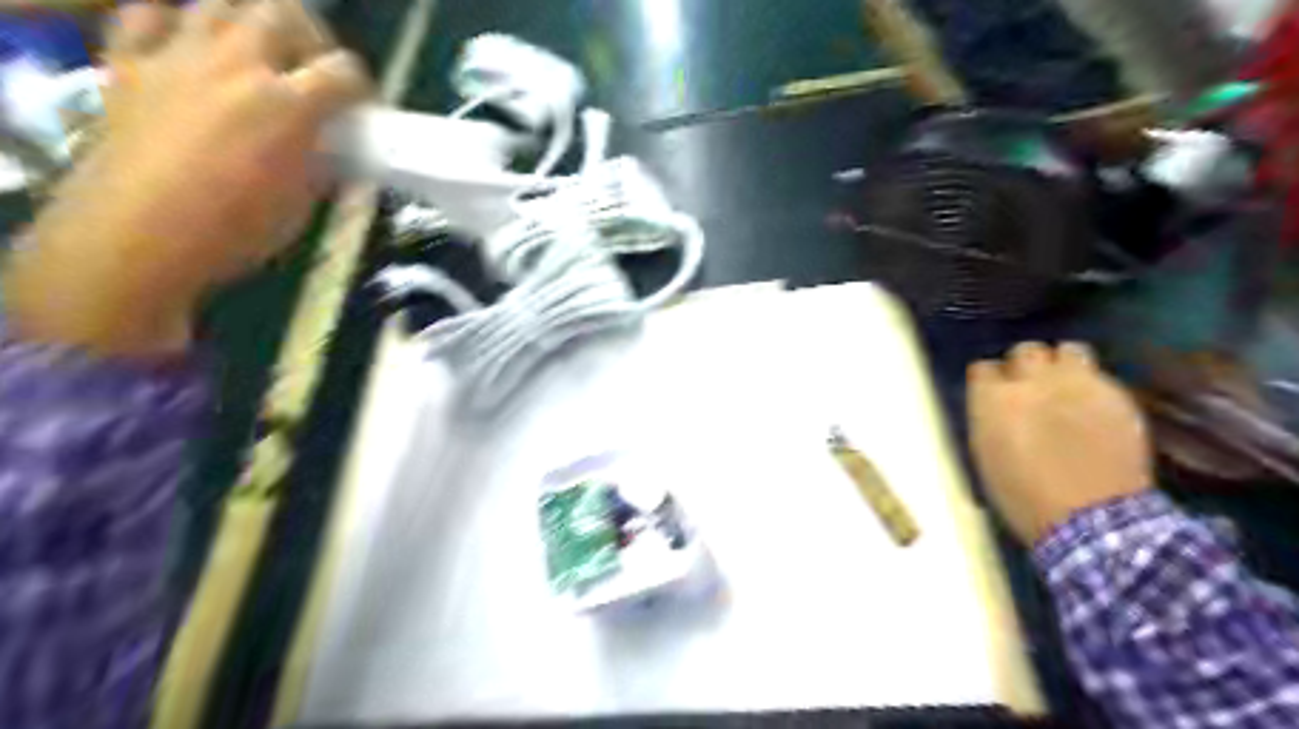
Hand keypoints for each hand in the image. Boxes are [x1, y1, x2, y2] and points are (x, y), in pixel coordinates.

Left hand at [2, 1, 369, 354]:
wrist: (140, 236)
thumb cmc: (237, 230)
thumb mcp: (301, 202)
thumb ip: (320, 162)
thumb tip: (332, 150)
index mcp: (289, 106)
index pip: (343, 72)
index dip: (361, 87)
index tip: (362, 107)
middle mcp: (237, 65)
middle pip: (282, 13)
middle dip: (310, 37)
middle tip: (313, 67)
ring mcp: (178, 57)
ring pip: (218, 3)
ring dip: (248, 22)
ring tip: (257, 55)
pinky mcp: (128, 63)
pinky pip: (147, 16)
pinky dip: (173, 23)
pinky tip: (188, 48)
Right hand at [964, 344, 1157, 544]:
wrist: (1092, 519)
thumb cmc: (1024, 496)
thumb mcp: (987, 455)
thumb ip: (988, 418)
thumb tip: (994, 404)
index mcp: (993, 399)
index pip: (982, 369)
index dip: (989, 382)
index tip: (994, 396)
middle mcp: (1032, 381)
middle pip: (1025, 351)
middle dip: (1025, 366)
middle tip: (1031, 387)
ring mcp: (1077, 384)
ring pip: (1067, 350)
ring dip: (1063, 366)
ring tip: (1066, 387)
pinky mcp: (1116, 394)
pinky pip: (1100, 375)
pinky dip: (1093, 386)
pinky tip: (1093, 409)